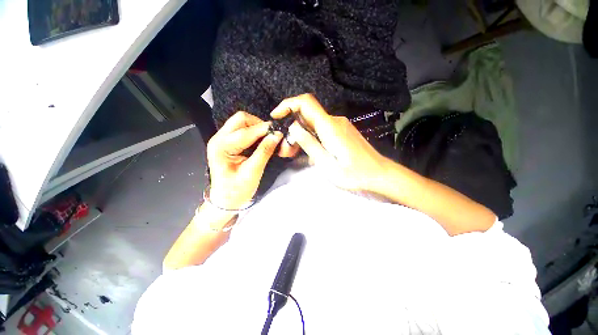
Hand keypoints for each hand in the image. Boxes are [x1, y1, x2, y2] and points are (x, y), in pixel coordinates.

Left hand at [207, 111, 282, 209]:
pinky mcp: (226, 142)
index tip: (279, 132)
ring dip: (256, 127)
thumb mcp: (253, 172)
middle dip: (259, 124)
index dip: (264, 130)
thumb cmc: (237, 190)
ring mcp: (221, 139)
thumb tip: (277, 136)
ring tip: (268, 138)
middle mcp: (218, 138)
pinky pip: (241, 129)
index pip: (246, 131)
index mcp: (222, 147)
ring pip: (241, 122)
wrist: (225, 200)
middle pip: (240, 119)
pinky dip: (253, 132)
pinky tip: (261, 140)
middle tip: (272, 135)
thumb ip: (264, 152)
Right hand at [271, 94, 389, 191]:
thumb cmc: (353, 173)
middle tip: (286, 149)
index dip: (287, 104)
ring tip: (295, 154)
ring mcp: (340, 125)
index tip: (276, 117)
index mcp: (329, 126)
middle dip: (292, 128)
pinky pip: (322, 129)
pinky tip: (311, 153)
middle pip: (307, 114)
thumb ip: (309, 144)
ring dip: (301, 135)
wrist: (379, 174)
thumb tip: (293, 127)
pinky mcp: (342, 131)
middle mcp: (334, 121)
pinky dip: (311, 137)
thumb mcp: (326, 164)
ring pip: (313, 123)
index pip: (305, 103)